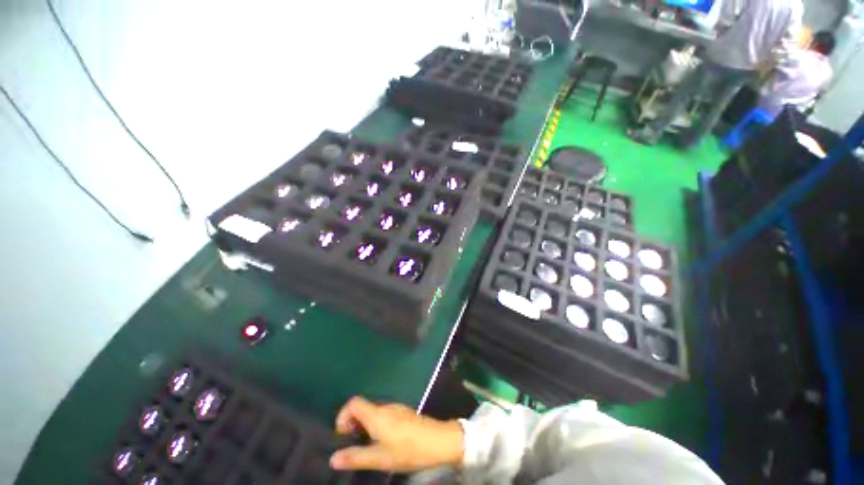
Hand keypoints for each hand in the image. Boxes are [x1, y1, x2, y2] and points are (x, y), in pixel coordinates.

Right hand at [330, 396, 463, 471]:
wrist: (438, 441)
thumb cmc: (407, 449)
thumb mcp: (380, 458)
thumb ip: (356, 457)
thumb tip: (332, 458)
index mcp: (377, 414)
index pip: (353, 402)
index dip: (343, 416)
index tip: (343, 436)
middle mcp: (385, 406)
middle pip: (363, 407)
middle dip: (353, 424)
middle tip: (353, 445)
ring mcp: (396, 408)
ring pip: (373, 412)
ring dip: (365, 425)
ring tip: (368, 447)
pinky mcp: (404, 413)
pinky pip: (384, 415)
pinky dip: (377, 425)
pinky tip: (384, 442)